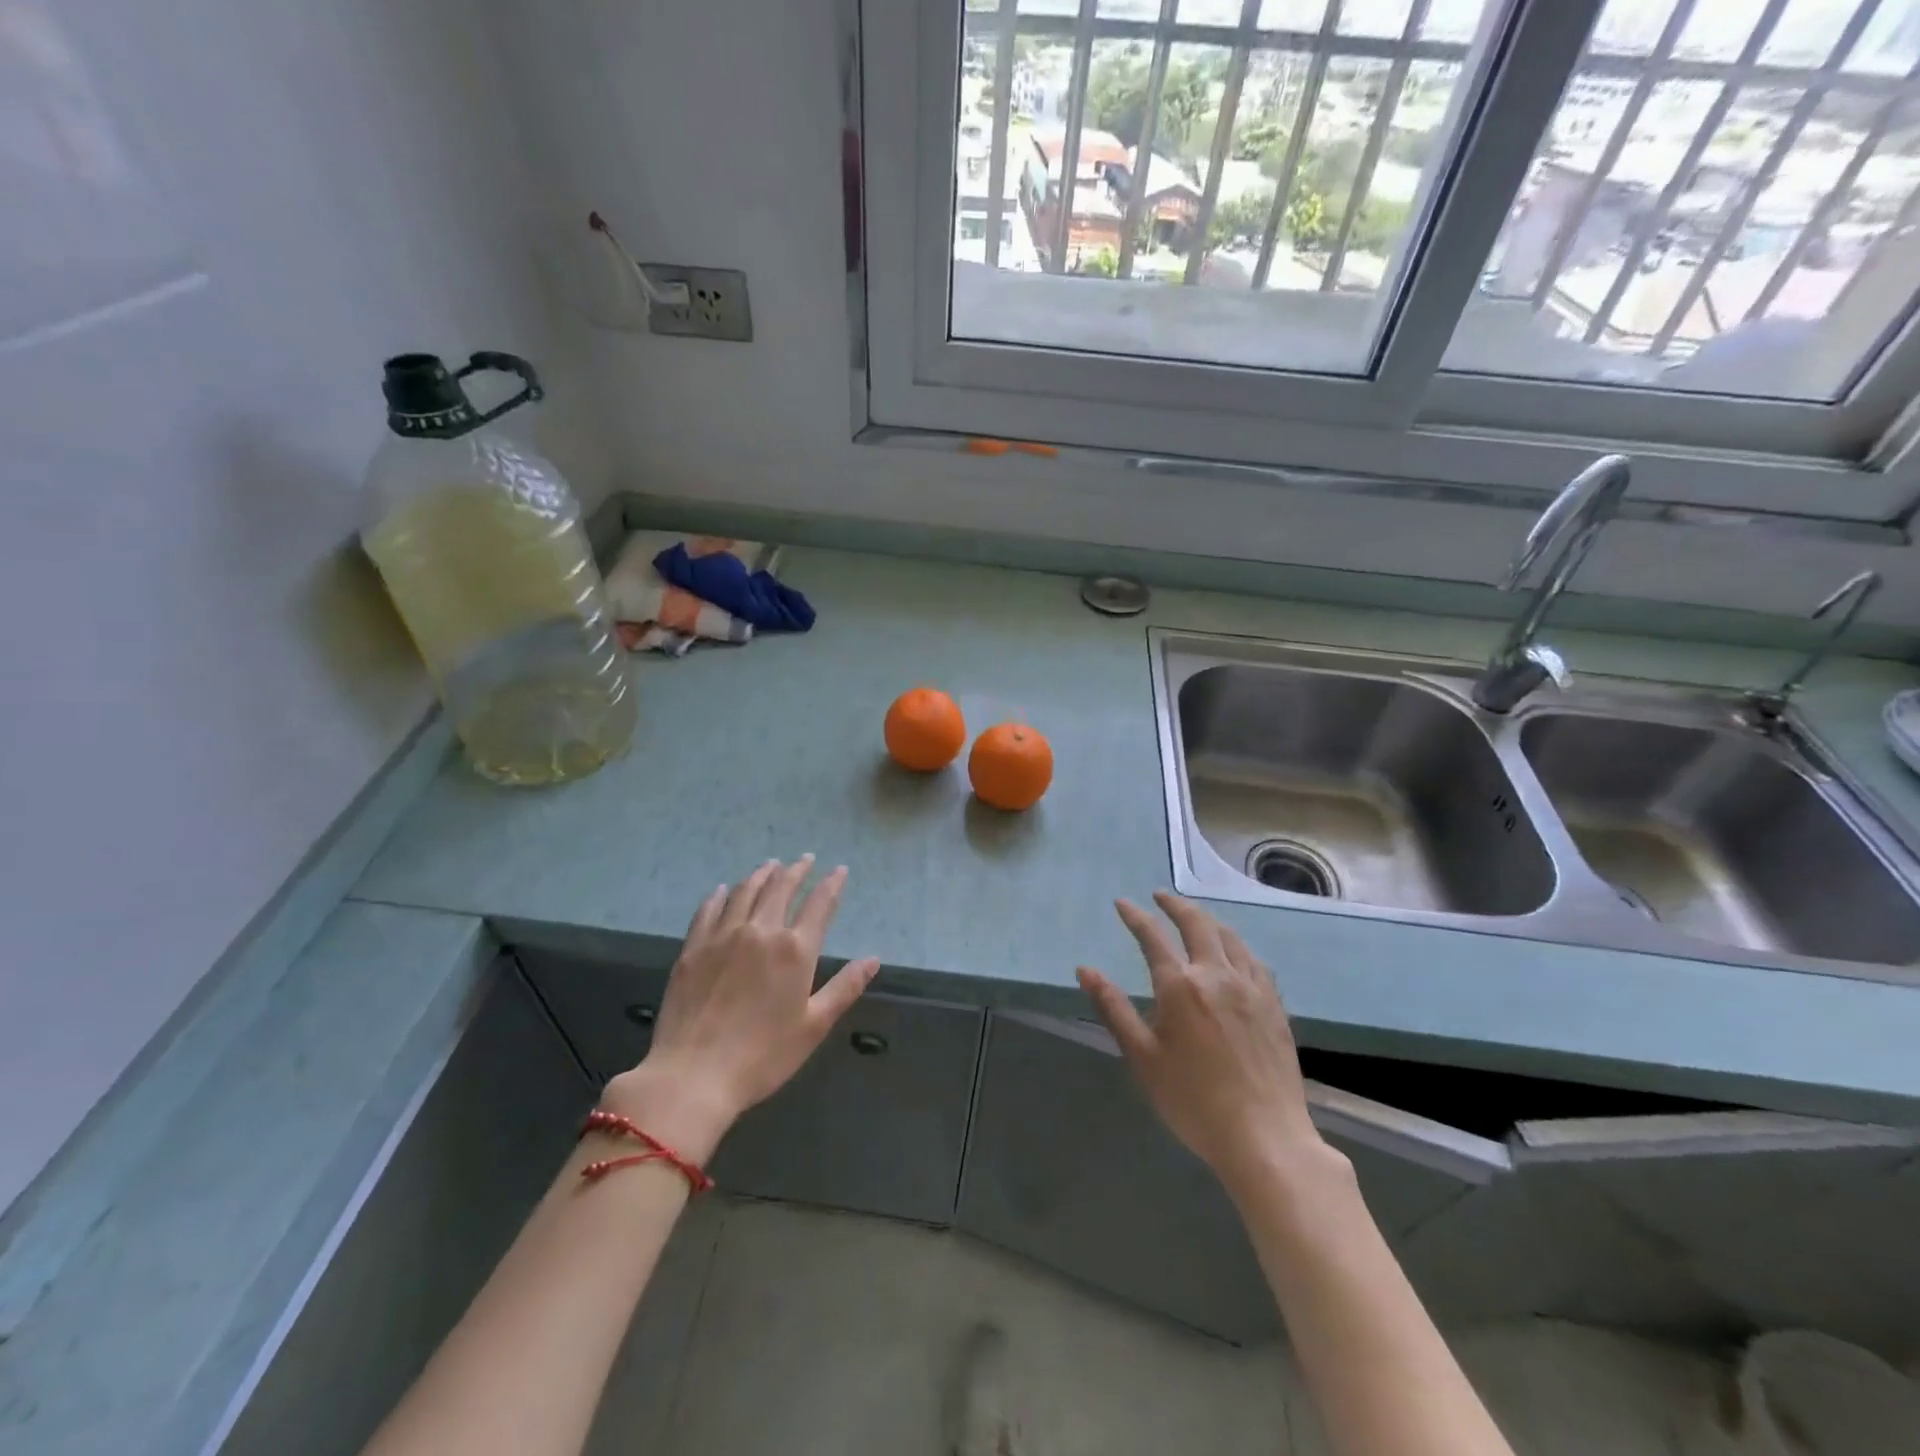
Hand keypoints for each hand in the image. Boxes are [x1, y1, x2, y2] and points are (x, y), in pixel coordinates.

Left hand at [605, 857, 878, 1160]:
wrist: (693, 1075)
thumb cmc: (763, 1056)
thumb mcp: (814, 1026)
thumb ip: (844, 987)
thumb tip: (873, 959)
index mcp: (795, 950)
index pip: (819, 905)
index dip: (831, 884)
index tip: (839, 870)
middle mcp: (760, 931)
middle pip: (780, 889)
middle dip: (796, 871)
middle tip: (804, 859)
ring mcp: (722, 937)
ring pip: (744, 892)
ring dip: (761, 875)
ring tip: (769, 865)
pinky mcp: (693, 949)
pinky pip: (708, 910)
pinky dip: (719, 895)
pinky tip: (722, 890)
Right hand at [1077, 893, 1329, 1197]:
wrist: (1264, 1137)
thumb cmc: (1193, 1101)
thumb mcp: (1142, 1057)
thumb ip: (1113, 1008)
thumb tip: (1085, 970)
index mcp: (1179, 986)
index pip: (1152, 937)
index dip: (1135, 916)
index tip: (1122, 903)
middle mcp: (1216, 974)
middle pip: (1196, 924)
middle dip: (1175, 905)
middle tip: (1160, 897)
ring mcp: (1250, 988)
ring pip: (1228, 936)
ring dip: (1207, 919)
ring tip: (1194, 915)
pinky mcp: (1274, 1005)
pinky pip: (1254, 961)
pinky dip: (1236, 945)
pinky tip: (1234, 952)